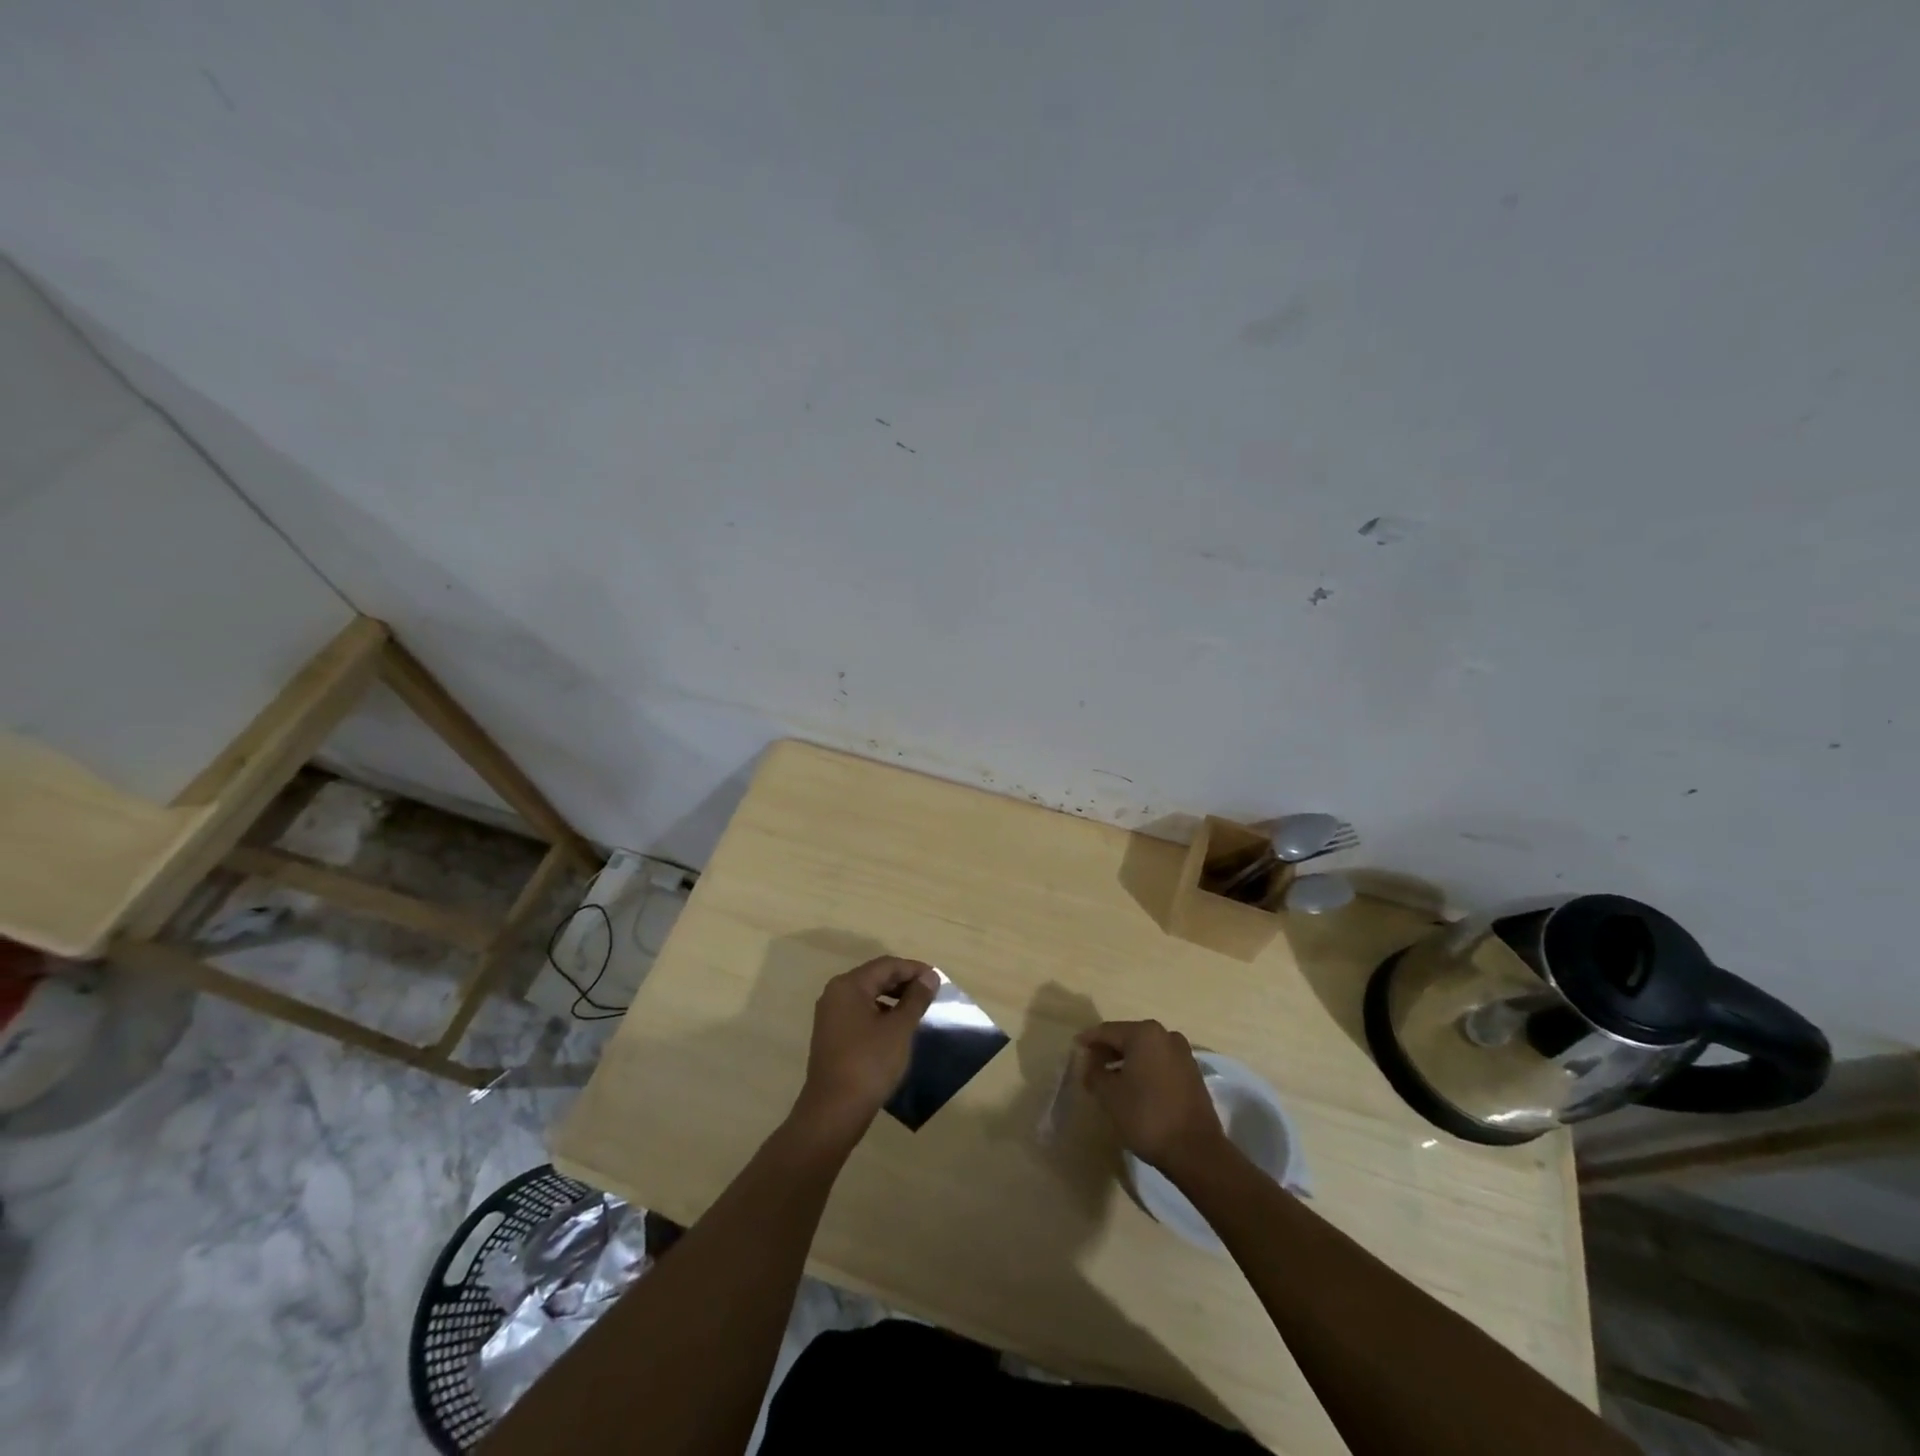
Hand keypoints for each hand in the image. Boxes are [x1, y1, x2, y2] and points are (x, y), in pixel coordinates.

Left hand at [793, 957, 939, 1143]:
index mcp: (849, 986)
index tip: (938, 981)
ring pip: (868, 996)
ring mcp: (830, 1016)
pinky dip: (881, 1014)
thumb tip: (930, 977)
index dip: (914, 969)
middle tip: (931, 994)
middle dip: (904, 983)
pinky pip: (860, 1013)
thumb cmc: (869, 1063)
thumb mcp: (899, 1029)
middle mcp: (835, 994)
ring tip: (918, 1011)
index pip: (887, 965)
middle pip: (875, 977)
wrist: (833, 1111)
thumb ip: (916, 999)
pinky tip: (897, 1029)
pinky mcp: (832, 1035)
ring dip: (894, 999)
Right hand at [1076, 1020, 1232, 1181]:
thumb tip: (1089, 1064)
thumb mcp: (1109, 1094)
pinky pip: (1160, 1063)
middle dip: (1108, 1050)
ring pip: (1145, 1051)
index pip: (1107, 1031)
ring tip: (1109, 1078)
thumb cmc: (1146, 1116)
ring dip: (1126, 1061)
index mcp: (1144, 1033)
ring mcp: (1183, 1054)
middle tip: (1090, 1065)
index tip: (1075, 1048)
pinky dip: (1144, 1069)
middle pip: (1128, 1037)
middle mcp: (1166, 1035)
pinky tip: (1133, 1087)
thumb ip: (1094, 1072)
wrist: (1195, 1151)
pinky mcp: (1192, 1074)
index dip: (1088, 1040)